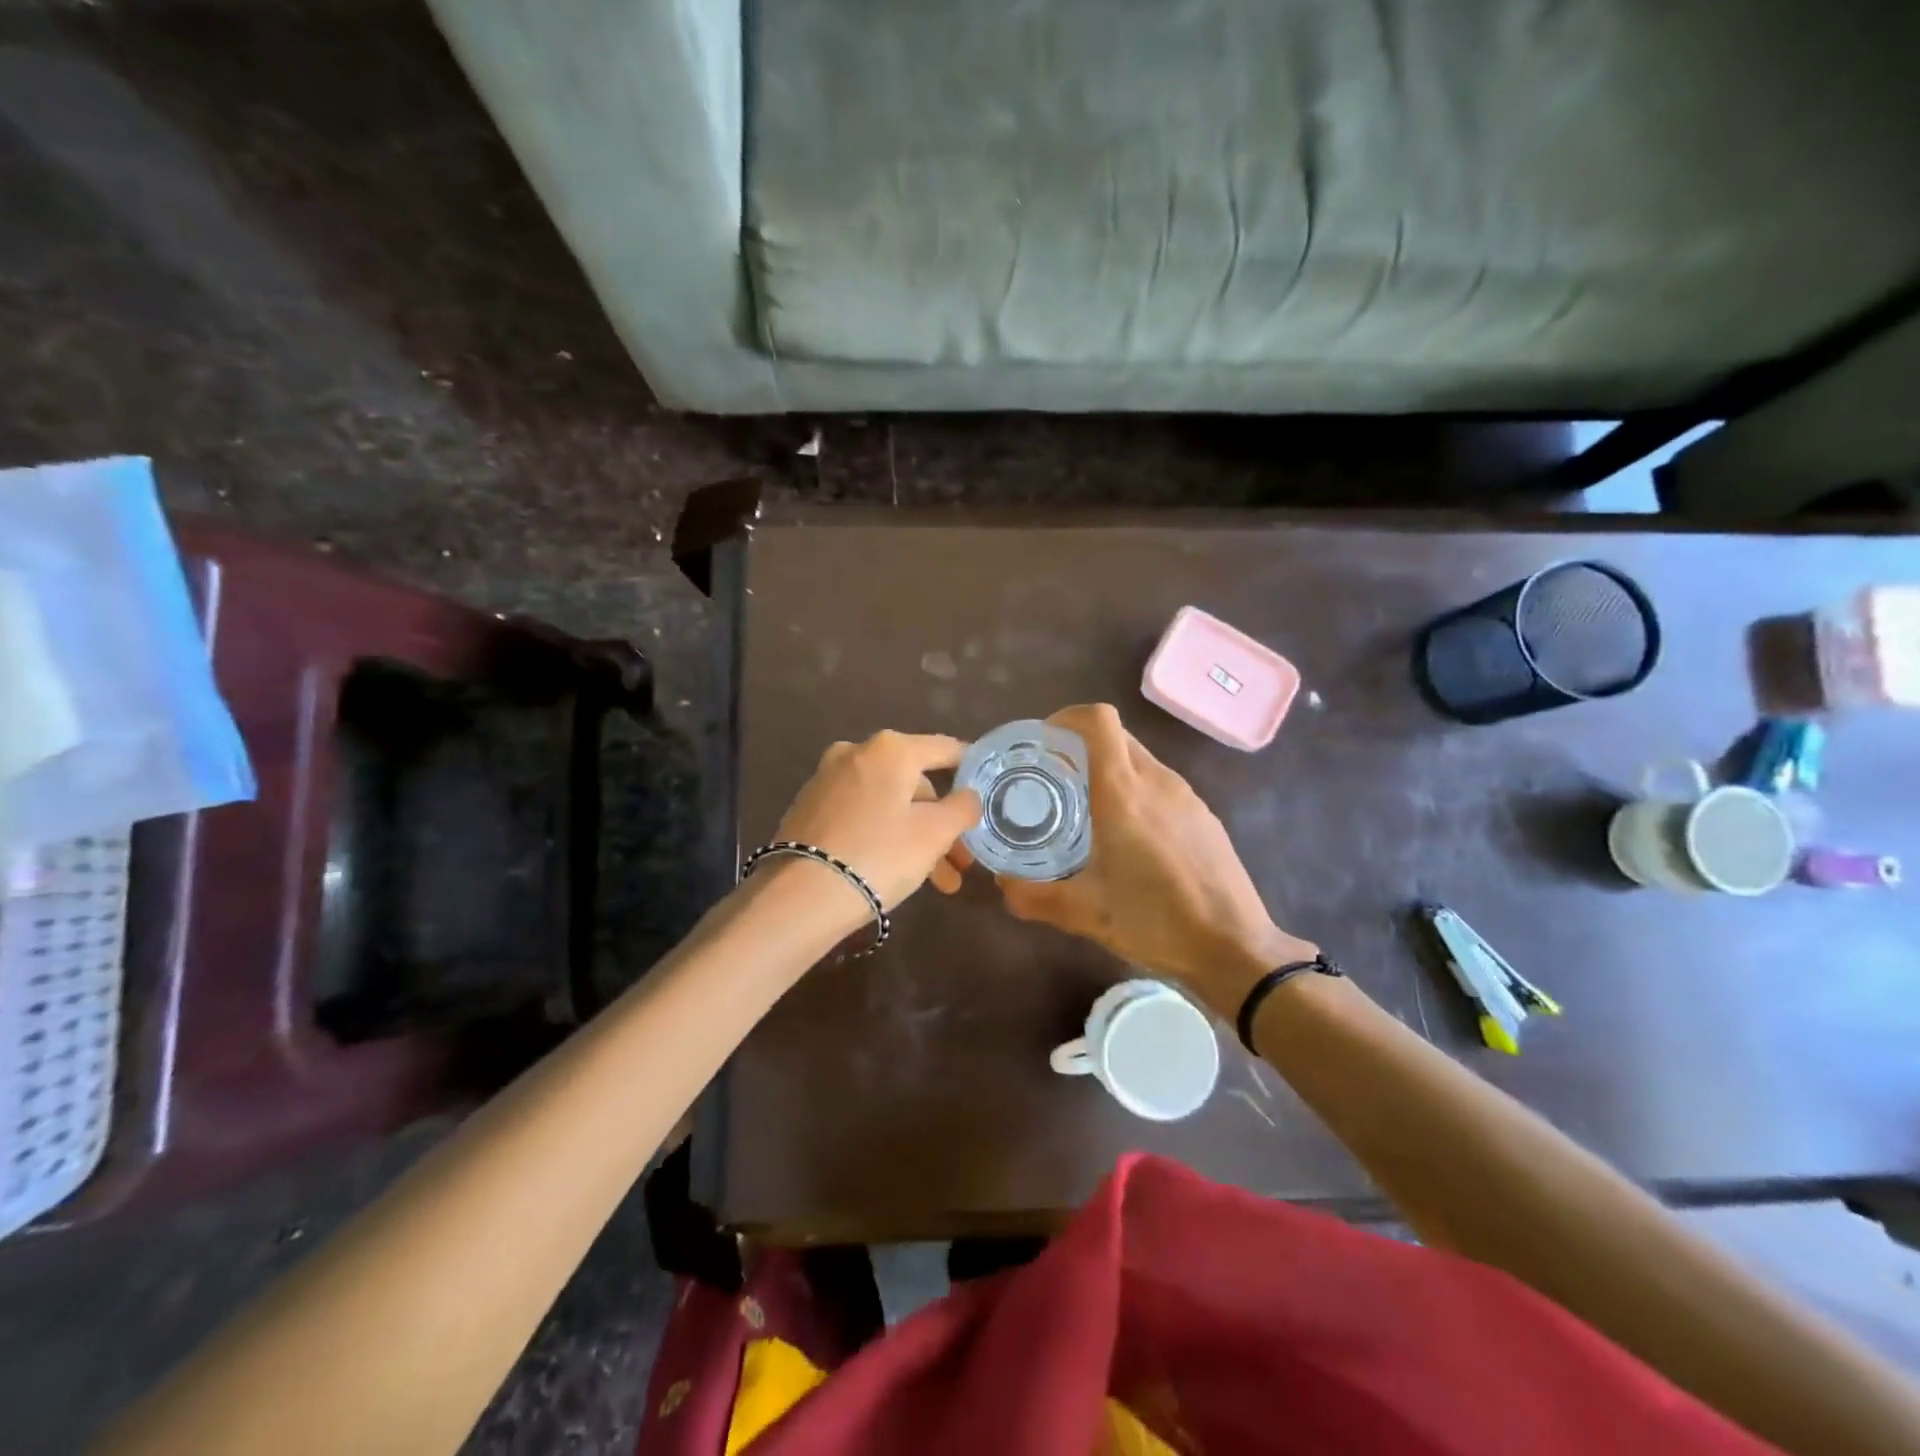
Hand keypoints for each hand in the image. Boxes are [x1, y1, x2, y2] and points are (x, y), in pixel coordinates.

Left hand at [771, 731, 981, 917]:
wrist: (800, 896)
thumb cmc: (879, 855)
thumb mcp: (934, 834)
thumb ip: (962, 808)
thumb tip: (969, 796)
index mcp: (891, 749)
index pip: (945, 749)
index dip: (972, 769)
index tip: (990, 791)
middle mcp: (856, 752)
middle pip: (915, 783)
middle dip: (941, 822)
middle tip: (961, 861)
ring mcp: (828, 779)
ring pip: (888, 803)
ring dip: (916, 836)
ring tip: (939, 883)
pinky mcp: (809, 807)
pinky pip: (861, 814)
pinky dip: (884, 834)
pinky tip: (896, 869)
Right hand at [971, 704, 1313, 1015]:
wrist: (1235, 948)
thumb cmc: (1156, 922)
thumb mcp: (1084, 914)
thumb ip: (1034, 897)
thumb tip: (1001, 884)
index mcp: (1123, 794)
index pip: (1098, 721)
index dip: (1067, 718)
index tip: (1043, 743)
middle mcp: (1157, 781)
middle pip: (1115, 735)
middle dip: (1080, 745)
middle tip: (1054, 779)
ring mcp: (1186, 796)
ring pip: (1139, 758)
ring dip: (1108, 768)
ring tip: (1087, 808)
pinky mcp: (1203, 814)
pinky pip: (1160, 783)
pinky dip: (1135, 789)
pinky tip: (1129, 835)